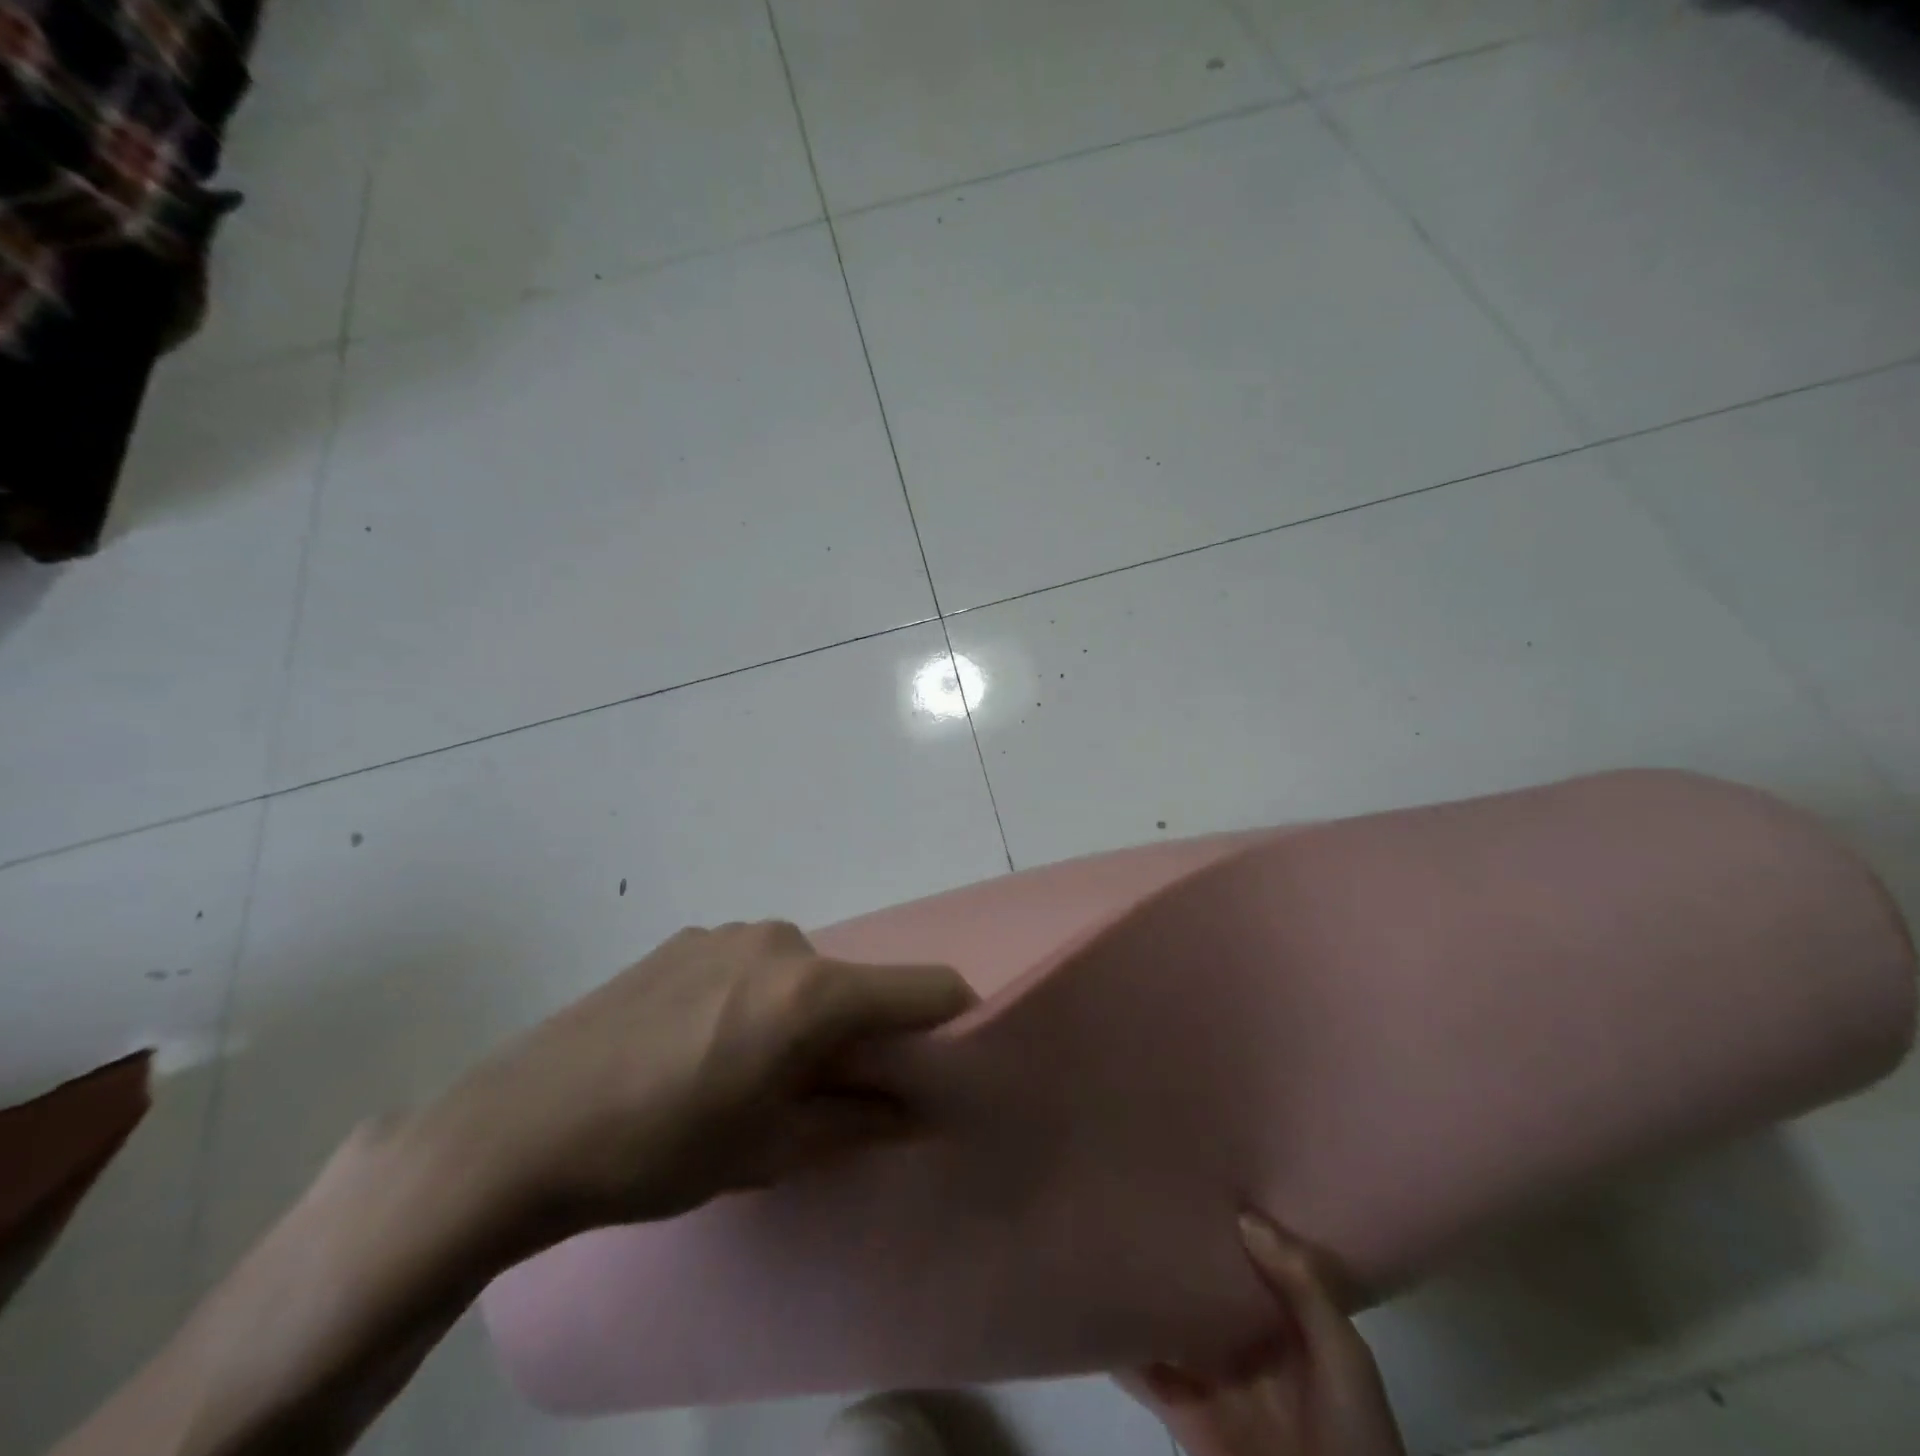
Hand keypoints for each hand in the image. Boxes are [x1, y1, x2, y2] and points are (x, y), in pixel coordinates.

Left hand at [411, 920, 975, 1246]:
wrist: (521, 1124)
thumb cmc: (661, 1148)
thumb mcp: (770, 1150)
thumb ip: (859, 1121)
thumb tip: (920, 1111)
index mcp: (812, 991)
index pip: (923, 987)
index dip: (950, 1018)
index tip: (946, 1058)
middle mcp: (781, 941)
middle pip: (855, 982)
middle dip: (857, 1030)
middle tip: (815, 1089)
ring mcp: (729, 932)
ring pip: (801, 972)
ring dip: (800, 1013)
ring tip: (743, 1069)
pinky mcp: (687, 936)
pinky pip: (751, 963)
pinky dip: (754, 996)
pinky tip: (696, 1042)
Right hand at [1120, 1213, 1404, 1455]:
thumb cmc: (1356, 1436)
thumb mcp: (1345, 1355)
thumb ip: (1304, 1286)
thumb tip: (1241, 1217)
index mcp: (1282, 1321)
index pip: (1243, 1259)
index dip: (1216, 1224)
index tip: (1181, 1179)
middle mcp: (1242, 1343)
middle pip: (1196, 1289)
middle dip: (1166, 1255)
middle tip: (1126, 1204)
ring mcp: (1212, 1381)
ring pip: (1165, 1326)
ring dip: (1137, 1298)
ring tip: (1100, 1249)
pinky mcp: (1188, 1420)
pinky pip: (1147, 1380)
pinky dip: (1120, 1353)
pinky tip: (1095, 1318)